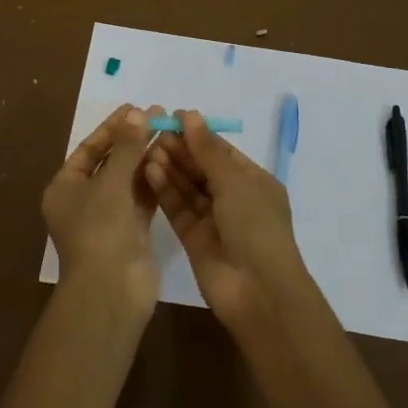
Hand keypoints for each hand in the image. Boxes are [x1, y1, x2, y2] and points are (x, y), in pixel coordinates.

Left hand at [42, 104, 161, 317]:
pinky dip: (153, 180)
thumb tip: (138, 113)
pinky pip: (142, 198)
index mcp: (65, 188)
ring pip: (128, 179)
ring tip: (169, 131)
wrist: (111, 291)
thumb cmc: (100, 230)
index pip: (89, 149)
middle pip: (110, 162)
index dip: (112, 127)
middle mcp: (83, 201)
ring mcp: (108, 218)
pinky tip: (170, 159)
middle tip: (159, 115)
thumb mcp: (111, 182)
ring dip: (146, 157)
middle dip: (133, 139)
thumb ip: (127, 147)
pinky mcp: (131, 231)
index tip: (135, 107)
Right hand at [144, 109, 314, 336]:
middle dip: (181, 150)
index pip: (221, 152)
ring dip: (170, 167)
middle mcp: (234, 199)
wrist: (258, 292)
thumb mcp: (234, 181)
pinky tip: (149, 170)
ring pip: (188, 187)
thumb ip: (207, 149)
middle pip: (202, 168)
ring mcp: (213, 220)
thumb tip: (189, 114)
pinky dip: (165, 190)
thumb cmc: (255, 226)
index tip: (172, 117)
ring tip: (148, 148)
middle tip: (155, 131)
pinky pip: (178, 208)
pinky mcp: (193, 239)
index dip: (198, 134)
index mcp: (253, 182)